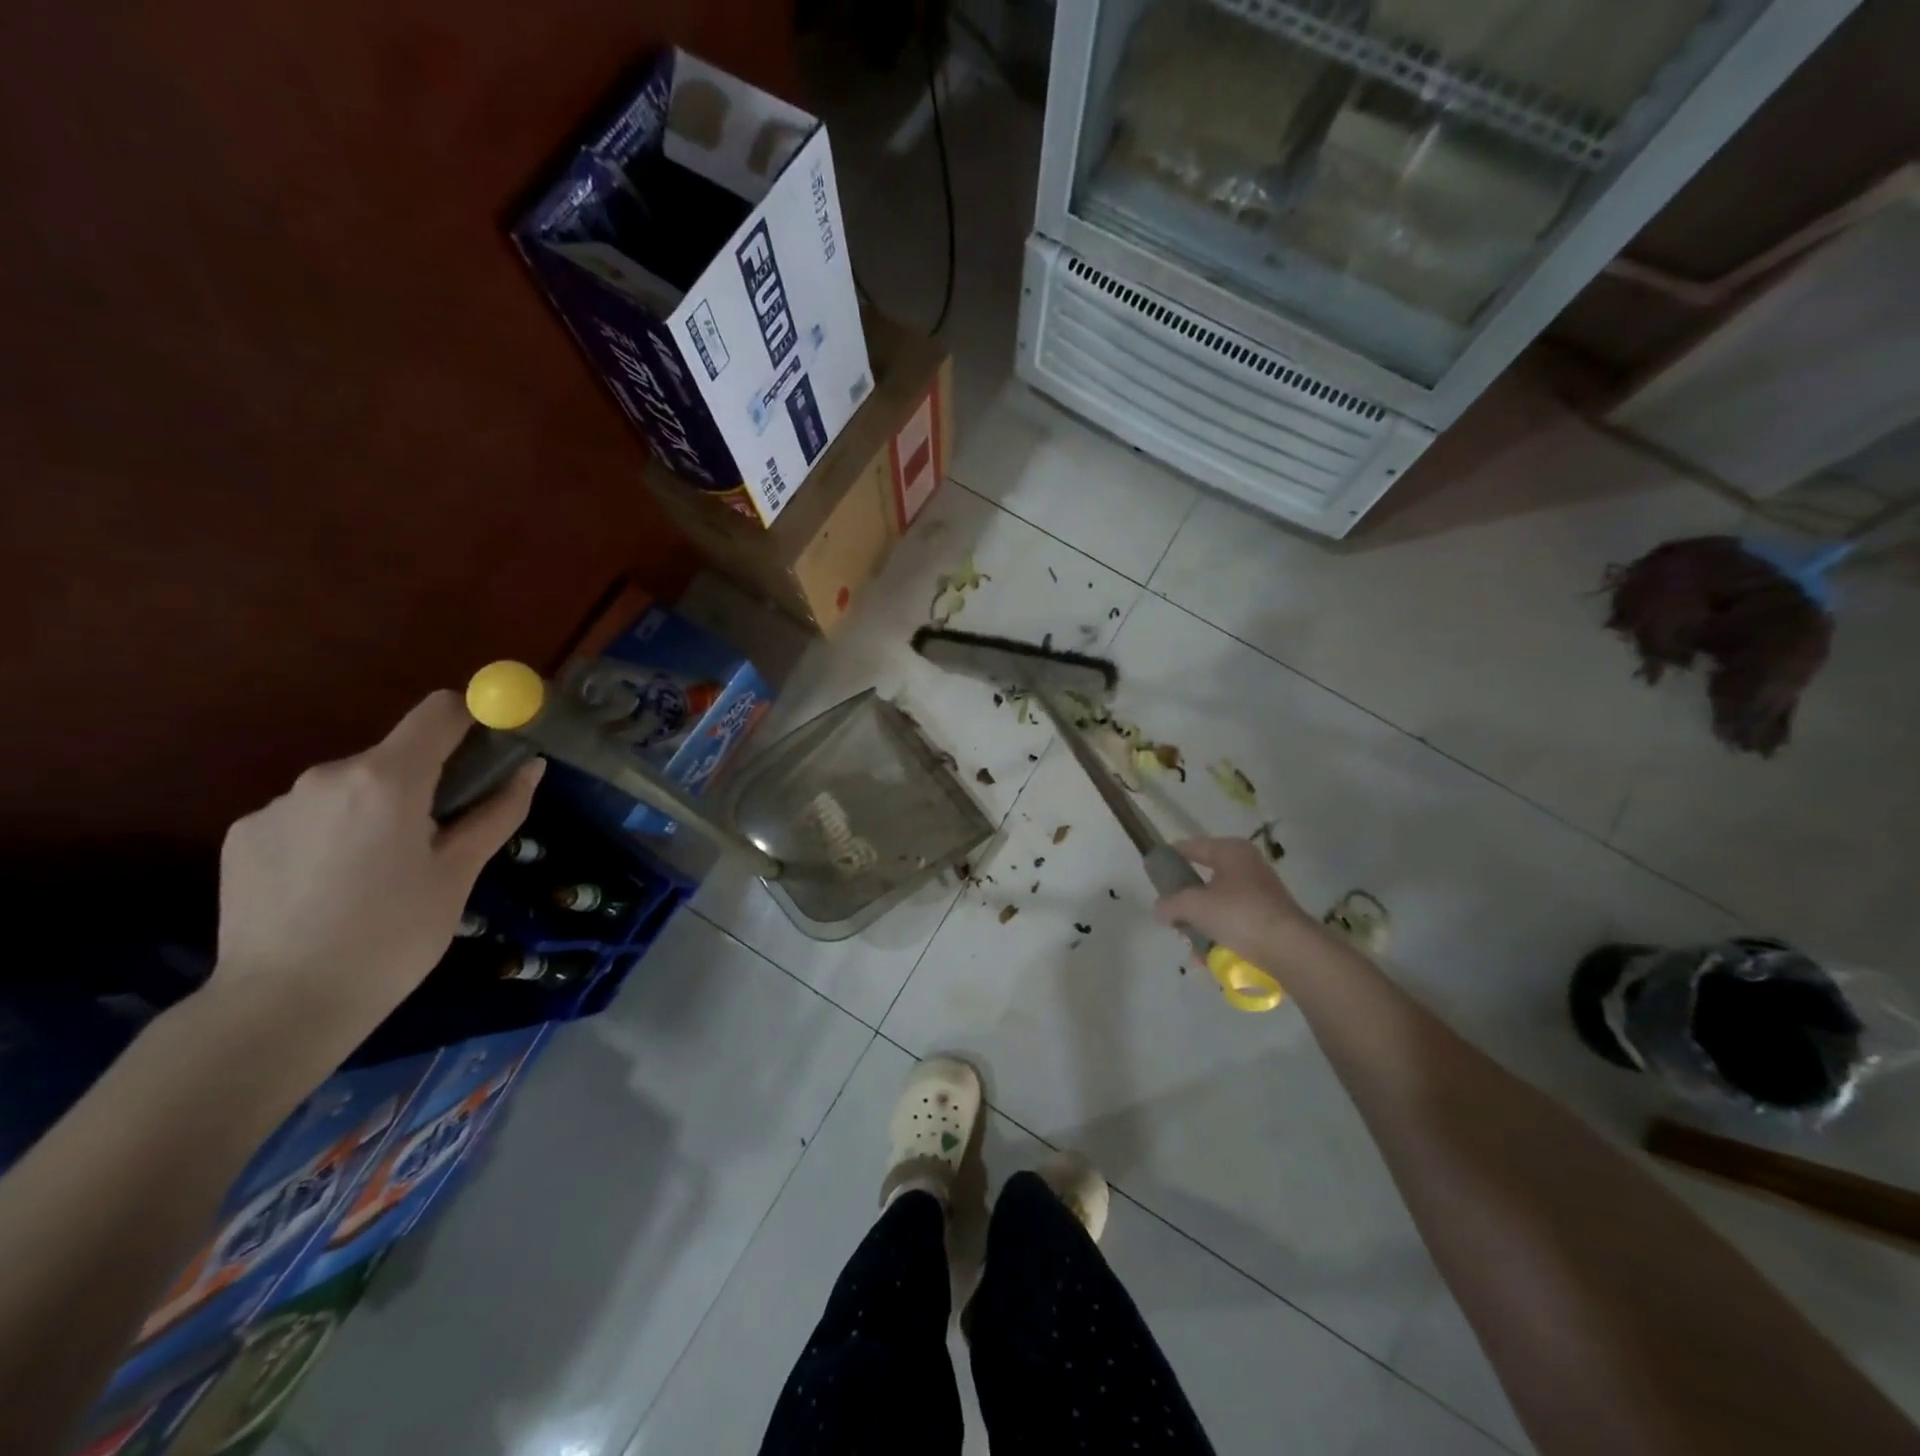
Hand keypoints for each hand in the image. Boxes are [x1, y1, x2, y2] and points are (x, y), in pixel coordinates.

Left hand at [212, 692, 542, 1043]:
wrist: (283, 1005)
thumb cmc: (394, 935)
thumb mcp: (460, 873)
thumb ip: (498, 810)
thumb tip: (531, 767)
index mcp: (388, 778)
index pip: (440, 710)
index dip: (473, 719)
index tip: (489, 751)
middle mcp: (327, 775)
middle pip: (395, 753)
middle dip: (424, 780)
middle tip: (436, 837)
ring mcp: (276, 804)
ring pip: (350, 787)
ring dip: (376, 809)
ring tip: (379, 872)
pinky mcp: (243, 835)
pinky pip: (308, 815)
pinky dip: (332, 833)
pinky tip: (331, 886)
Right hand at [1153, 837, 1323, 962]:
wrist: (1290, 949)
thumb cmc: (1239, 914)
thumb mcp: (1194, 906)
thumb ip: (1171, 904)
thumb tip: (1159, 909)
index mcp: (1230, 851)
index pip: (1192, 847)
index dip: (1171, 858)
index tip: (1154, 872)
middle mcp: (1247, 865)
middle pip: (1205, 879)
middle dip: (1186, 901)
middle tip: (1172, 916)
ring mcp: (1261, 892)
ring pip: (1219, 904)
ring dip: (1201, 924)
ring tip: (1192, 946)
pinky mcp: (1269, 917)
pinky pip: (1235, 921)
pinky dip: (1220, 935)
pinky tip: (1209, 957)